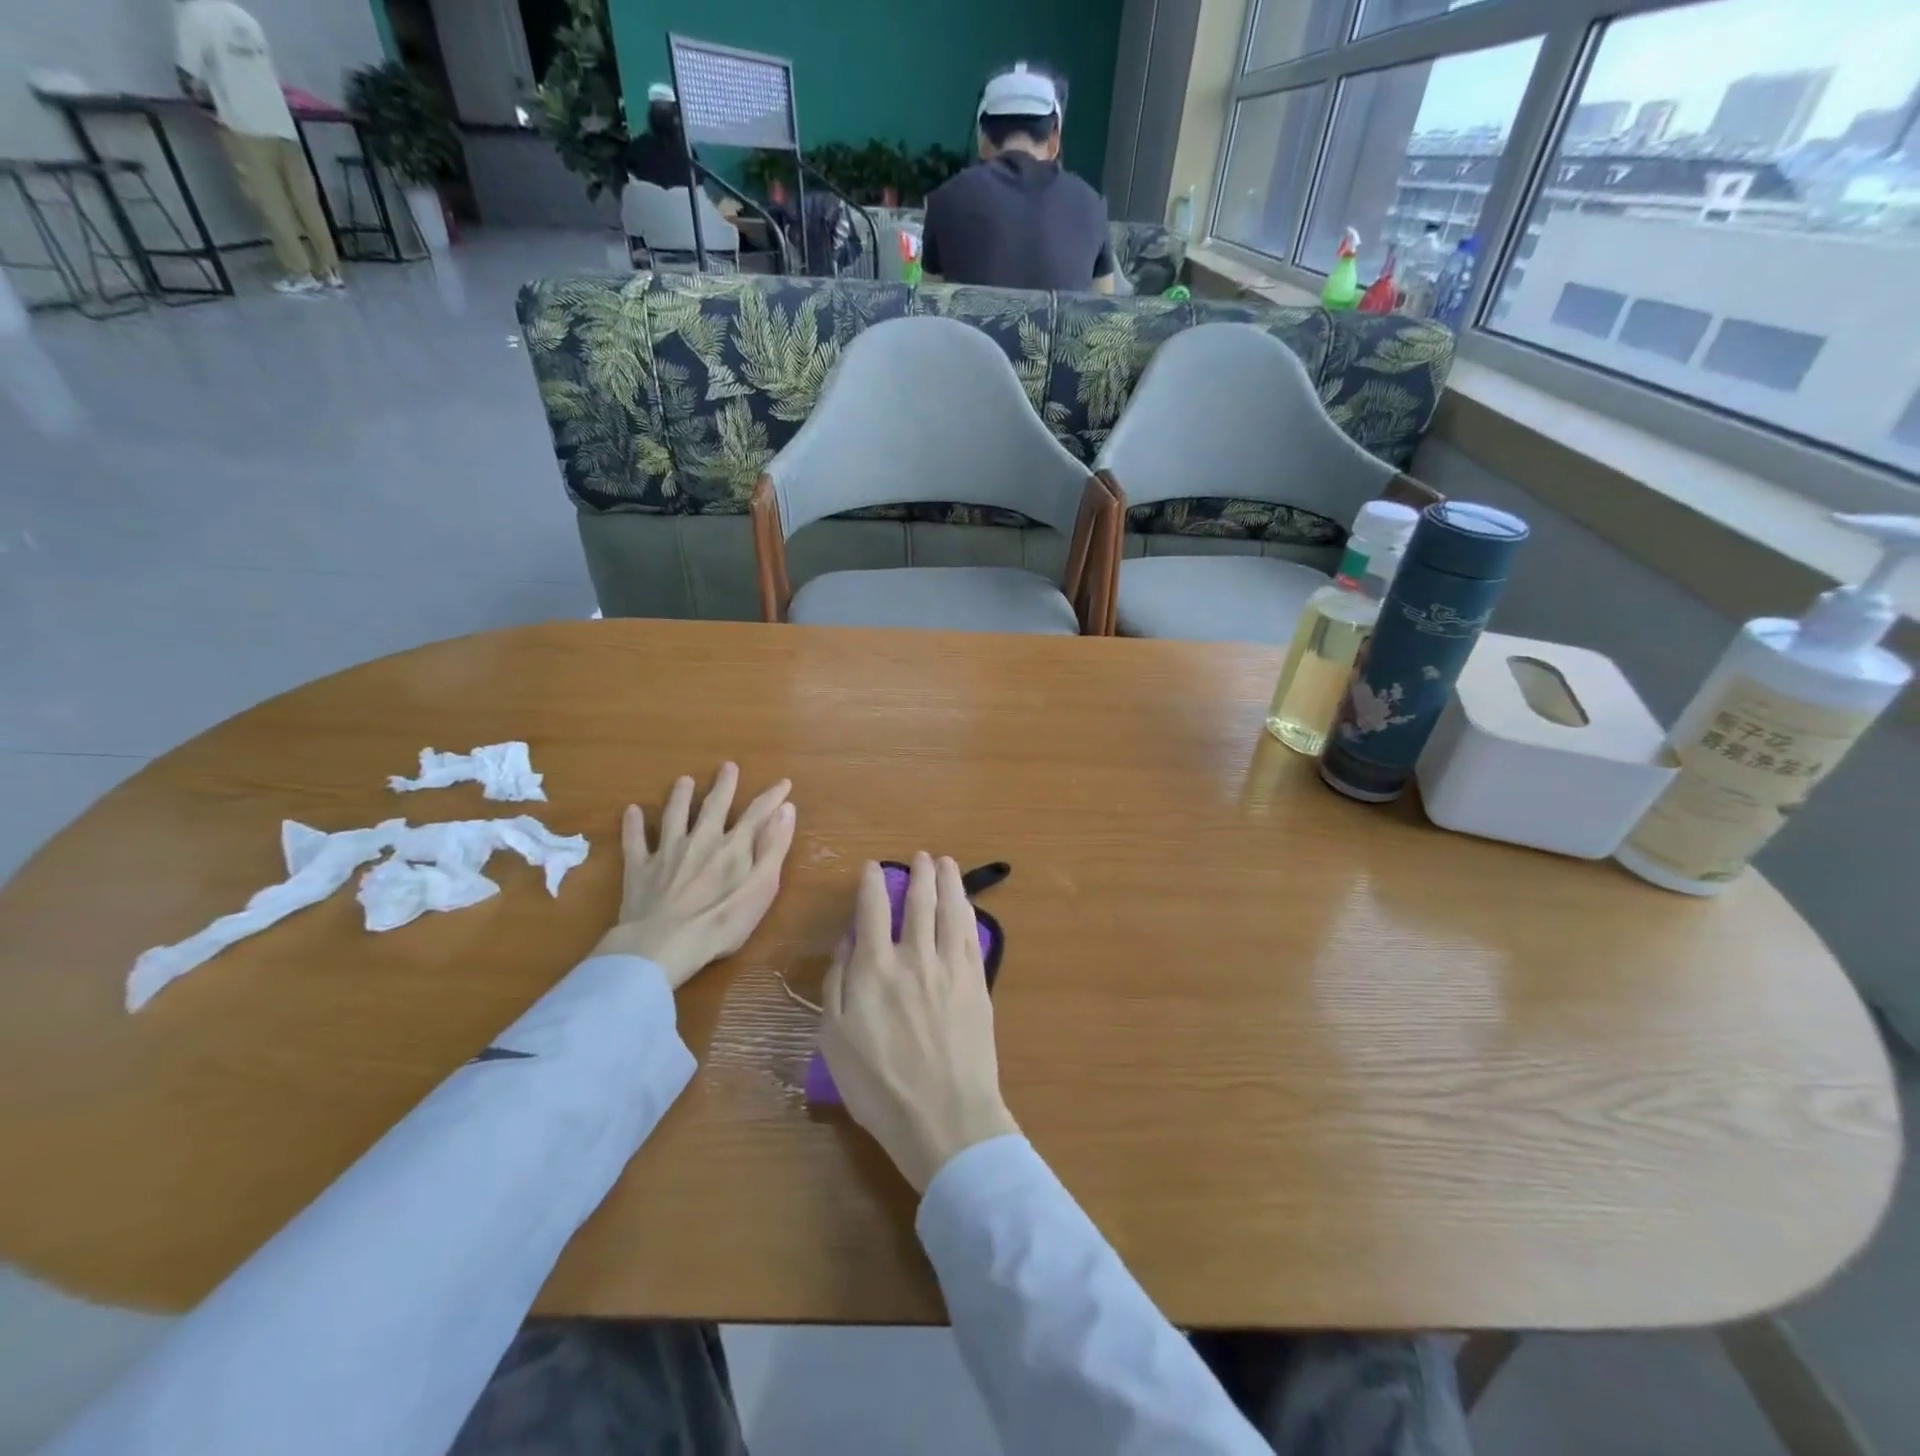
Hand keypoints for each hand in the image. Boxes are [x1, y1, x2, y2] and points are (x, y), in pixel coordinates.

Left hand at [593, 763, 796, 989]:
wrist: (663, 944)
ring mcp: (667, 852)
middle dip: (724, 786)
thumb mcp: (762, 887)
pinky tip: (631, 811)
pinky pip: (635, 842)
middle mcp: (701, 840)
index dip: (772, 797)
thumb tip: (786, 809)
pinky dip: (633, 825)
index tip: (783, 783)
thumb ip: (774, 848)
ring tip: (684, 780)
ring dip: (680, 796)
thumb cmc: (721, 922)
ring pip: (675, 816)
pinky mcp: (640, 869)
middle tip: (727, 766)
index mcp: (733, 846)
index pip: (757, 814)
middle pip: (714, 806)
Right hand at [819, 854, 1017, 1192]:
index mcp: (874, 969)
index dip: (872, 883)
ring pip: (949, 909)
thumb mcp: (835, 1040)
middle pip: (918, 901)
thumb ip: (837, 985)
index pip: (872, 910)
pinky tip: (965, 902)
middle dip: (918, 874)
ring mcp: (950, 966)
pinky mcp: (976, 981)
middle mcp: (914, 956)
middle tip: (920, 857)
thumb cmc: (880, 1087)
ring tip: (945, 862)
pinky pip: (970, 934)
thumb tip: (846, 944)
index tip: (873, 868)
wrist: (944, 1116)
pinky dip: (966, 910)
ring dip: (947, 881)